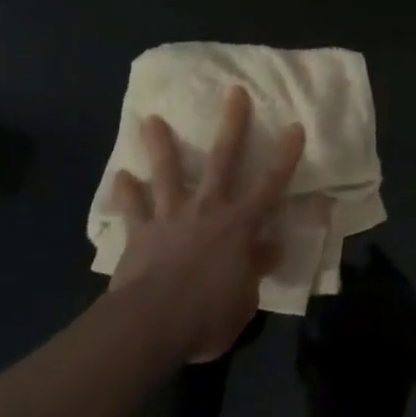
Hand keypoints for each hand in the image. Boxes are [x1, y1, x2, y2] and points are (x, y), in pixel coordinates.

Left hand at [109, 86, 302, 362]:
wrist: (150, 324)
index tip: (294, 126)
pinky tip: (121, 176)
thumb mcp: (244, 301)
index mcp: (238, 226)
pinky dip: (126, 193)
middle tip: (235, 92)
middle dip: (232, 125)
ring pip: (167, 173)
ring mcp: (170, 217)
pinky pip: (132, 209)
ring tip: (151, 119)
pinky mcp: (140, 233)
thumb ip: (256, 269)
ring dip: (161, 146)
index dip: (285, 156)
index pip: (270, 186)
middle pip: (223, 161)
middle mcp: (206, 210)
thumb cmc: (206, 315)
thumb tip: (271, 248)